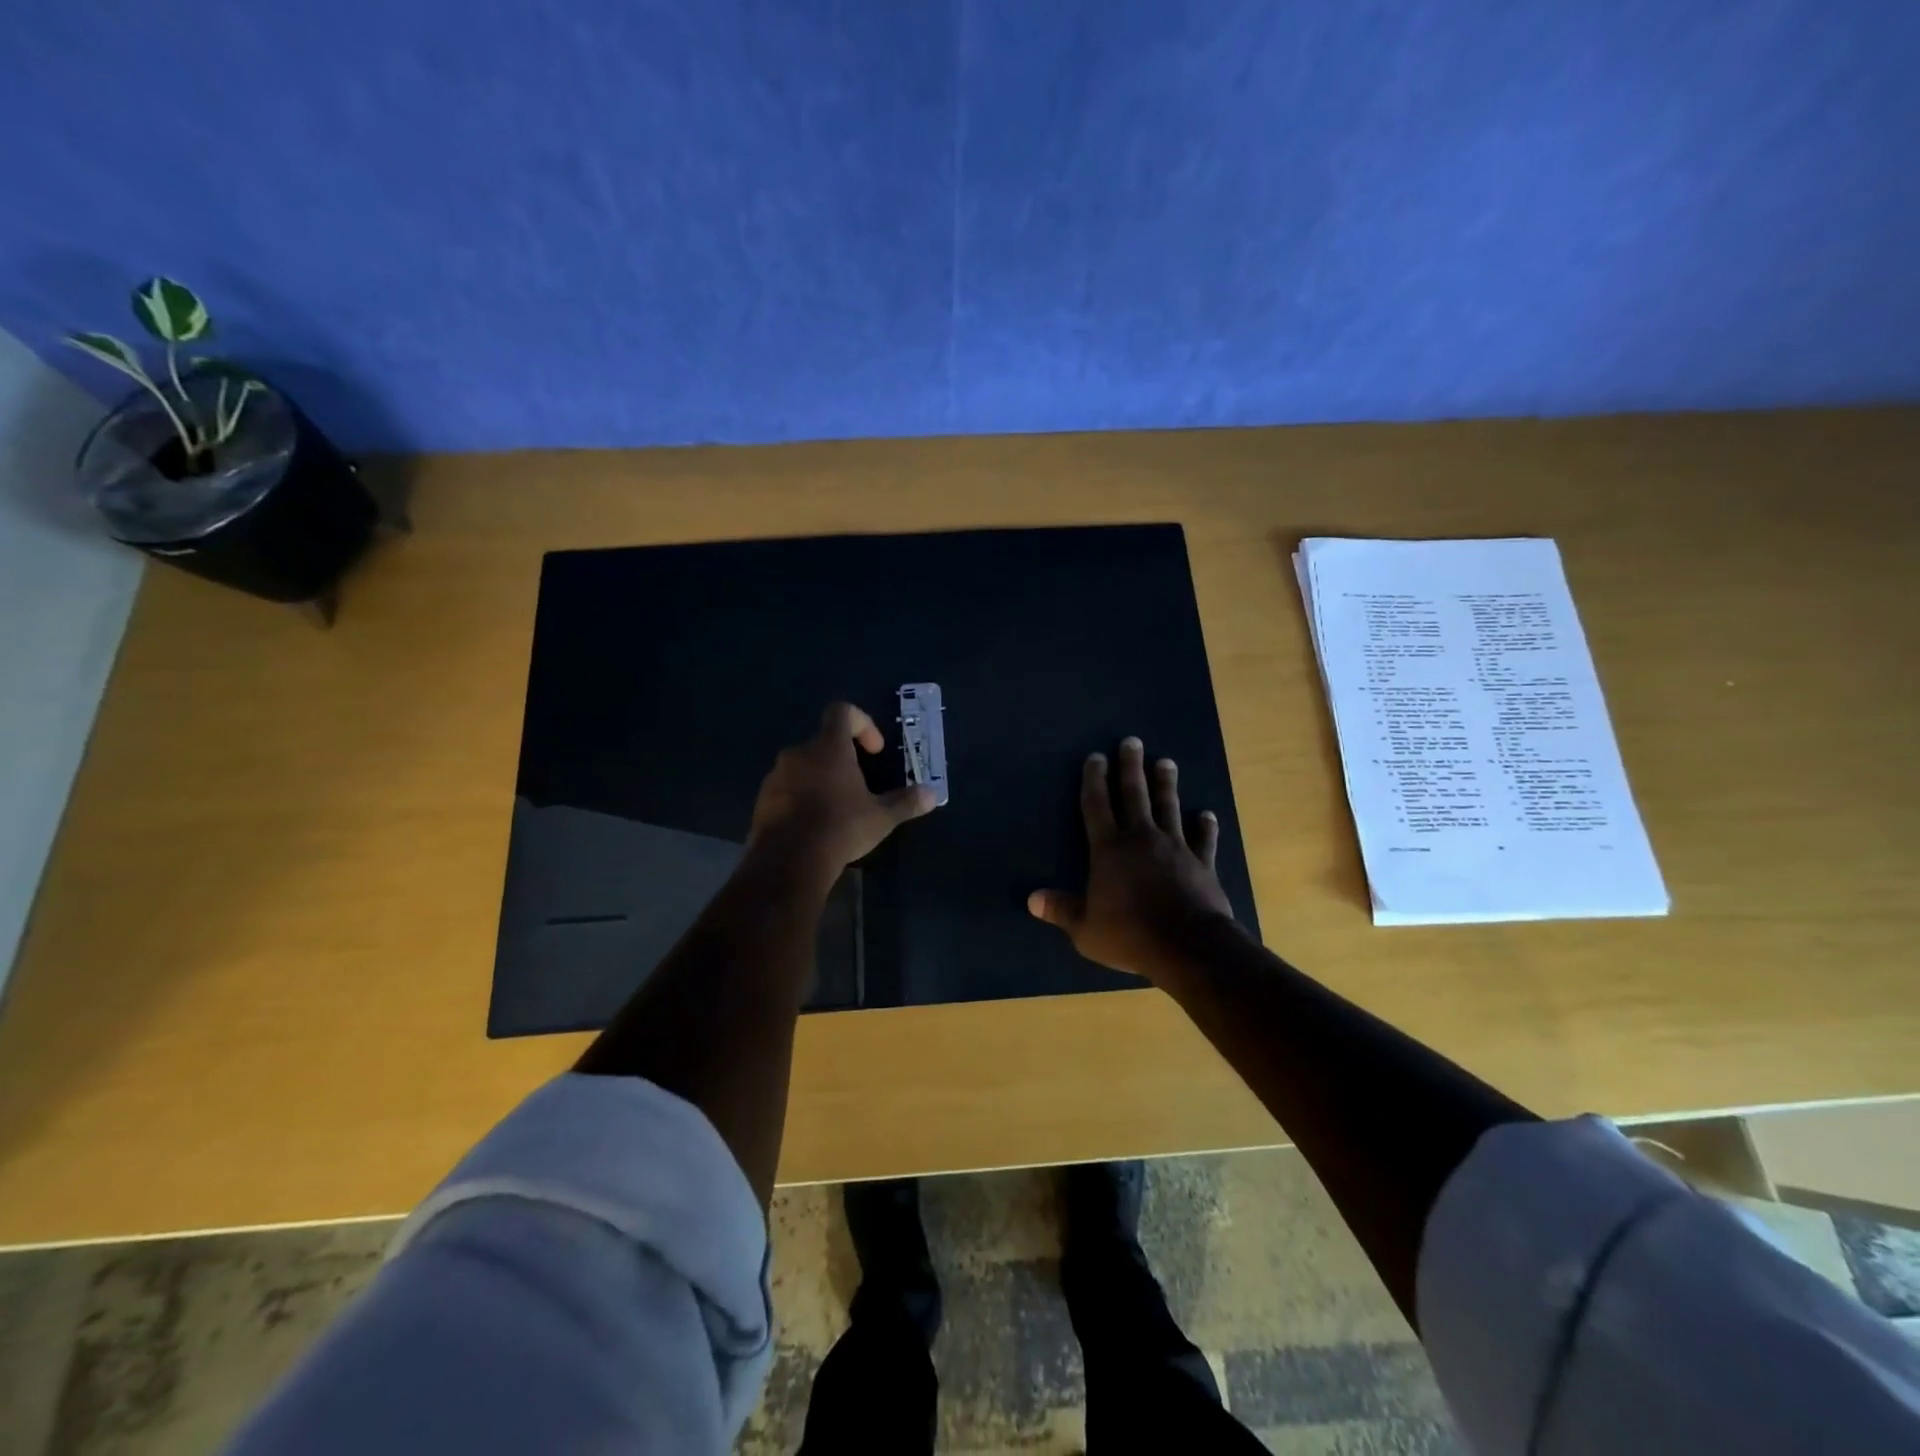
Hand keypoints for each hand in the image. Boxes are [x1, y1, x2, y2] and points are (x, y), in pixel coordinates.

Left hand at [748, 702, 936, 874]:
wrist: (788, 861)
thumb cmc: (840, 828)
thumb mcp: (881, 817)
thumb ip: (906, 802)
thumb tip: (933, 794)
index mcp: (829, 747)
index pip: (842, 712)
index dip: (862, 723)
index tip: (874, 751)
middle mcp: (798, 753)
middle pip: (823, 742)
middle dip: (842, 759)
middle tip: (859, 785)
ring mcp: (776, 776)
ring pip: (803, 766)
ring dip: (820, 778)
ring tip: (837, 808)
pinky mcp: (762, 799)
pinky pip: (786, 788)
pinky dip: (801, 798)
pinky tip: (814, 825)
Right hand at [1028, 737, 1238, 985]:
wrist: (1189, 946)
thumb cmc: (1131, 935)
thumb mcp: (1086, 930)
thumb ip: (1062, 910)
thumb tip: (1032, 899)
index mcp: (1109, 850)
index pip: (1097, 806)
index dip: (1094, 780)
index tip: (1096, 757)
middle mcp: (1141, 839)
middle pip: (1134, 795)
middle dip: (1130, 767)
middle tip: (1132, 741)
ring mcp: (1175, 847)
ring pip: (1168, 807)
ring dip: (1166, 784)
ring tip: (1166, 762)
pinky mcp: (1201, 863)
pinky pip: (1203, 840)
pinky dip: (1205, 826)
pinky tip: (1207, 814)